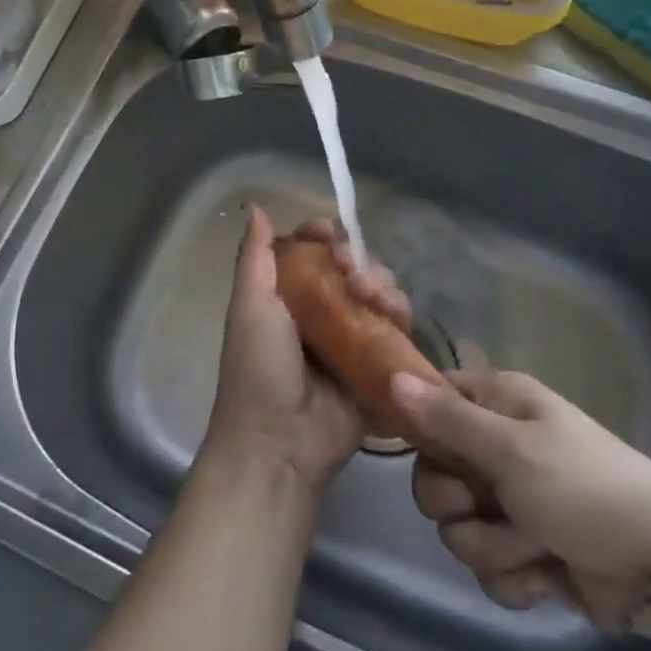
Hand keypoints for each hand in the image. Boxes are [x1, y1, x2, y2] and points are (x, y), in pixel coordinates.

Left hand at [202, 208, 408, 494]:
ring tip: (375, 299)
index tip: (330, 235)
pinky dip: (400, 317)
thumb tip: (256, 207)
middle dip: (359, 263)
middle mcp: (320, 314)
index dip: (324, 238)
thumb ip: (255, 257)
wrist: (278, 444)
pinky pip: (396, 332)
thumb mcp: (250, 305)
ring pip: (378, 297)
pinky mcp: (375, 368)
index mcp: (287, 297)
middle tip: (354, 276)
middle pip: (351, 271)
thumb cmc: (258, 367)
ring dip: (382, 287)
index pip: (312, 253)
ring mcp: (350, 342)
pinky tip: (396, 316)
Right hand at [393, 369, 650, 627]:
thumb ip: (446, 420)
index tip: (428, 452)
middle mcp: (498, 446)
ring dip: (492, 545)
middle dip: (454, 502)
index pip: (432, 401)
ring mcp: (512, 502)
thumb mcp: (510, 449)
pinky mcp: (526, 551)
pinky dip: (515, 577)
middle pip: (434, 474)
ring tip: (533, 545)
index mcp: (497, 404)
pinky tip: (546, 576)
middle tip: (484, 503)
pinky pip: (488, 566)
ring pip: (458, 527)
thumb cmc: (584, 488)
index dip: (421, 427)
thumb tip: (391, 376)